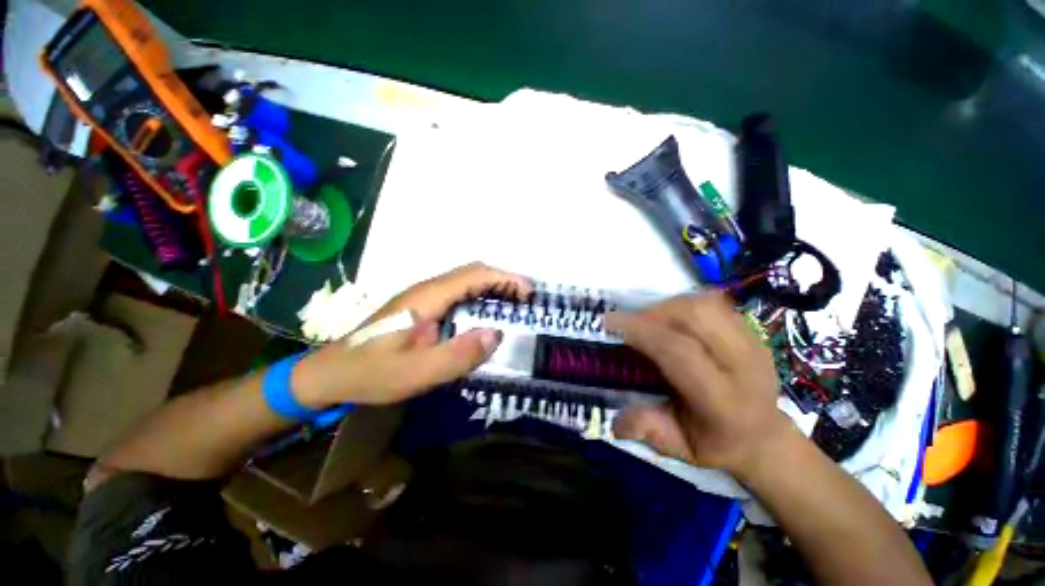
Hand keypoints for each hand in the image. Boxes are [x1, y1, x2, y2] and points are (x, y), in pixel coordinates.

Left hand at [293, 263, 531, 406]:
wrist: (332, 373)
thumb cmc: (371, 373)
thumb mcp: (415, 373)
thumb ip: (457, 355)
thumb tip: (496, 334)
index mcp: (427, 297)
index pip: (473, 275)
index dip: (505, 279)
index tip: (528, 292)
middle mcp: (427, 289)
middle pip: (472, 273)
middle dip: (503, 280)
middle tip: (527, 300)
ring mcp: (424, 297)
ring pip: (466, 282)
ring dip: (493, 288)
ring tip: (515, 304)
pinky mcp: (423, 308)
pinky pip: (459, 295)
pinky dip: (481, 298)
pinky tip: (487, 315)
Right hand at [606, 292, 795, 477]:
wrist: (762, 435)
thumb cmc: (715, 443)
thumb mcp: (681, 449)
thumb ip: (650, 432)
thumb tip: (617, 421)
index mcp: (725, 402)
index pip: (681, 353)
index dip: (643, 332)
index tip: (612, 324)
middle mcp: (745, 366)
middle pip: (698, 316)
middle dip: (655, 312)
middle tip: (631, 322)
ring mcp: (753, 343)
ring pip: (706, 304)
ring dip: (668, 305)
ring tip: (649, 320)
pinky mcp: (752, 330)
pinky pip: (713, 303)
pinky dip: (683, 304)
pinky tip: (671, 319)